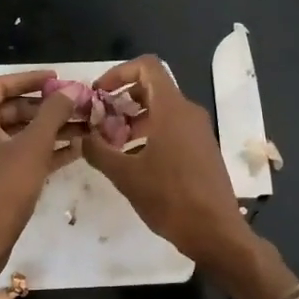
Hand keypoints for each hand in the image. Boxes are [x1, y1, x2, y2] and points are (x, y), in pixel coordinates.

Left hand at [0, 69, 81, 286]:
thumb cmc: (1, 191)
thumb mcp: (32, 148)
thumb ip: (52, 115)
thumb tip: (69, 90)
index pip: (0, 85)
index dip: (29, 78)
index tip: (58, 78)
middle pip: (12, 109)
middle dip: (46, 107)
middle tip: (77, 105)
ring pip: (20, 133)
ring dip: (50, 129)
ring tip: (84, 126)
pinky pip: (21, 155)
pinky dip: (44, 150)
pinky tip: (76, 150)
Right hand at [81, 55, 252, 272]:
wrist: (215, 231)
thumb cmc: (169, 198)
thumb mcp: (125, 175)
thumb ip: (98, 151)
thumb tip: (83, 138)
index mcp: (172, 109)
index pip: (147, 67)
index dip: (119, 73)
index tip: (99, 94)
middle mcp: (189, 113)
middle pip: (152, 89)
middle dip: (122, 101)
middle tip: (100, 122)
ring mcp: (199, 132)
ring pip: (162, 111)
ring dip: (134, 120)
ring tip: (111, 145)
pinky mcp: (203, 150)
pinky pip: (173, 129)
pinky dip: (150, 134)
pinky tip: (133, 161)